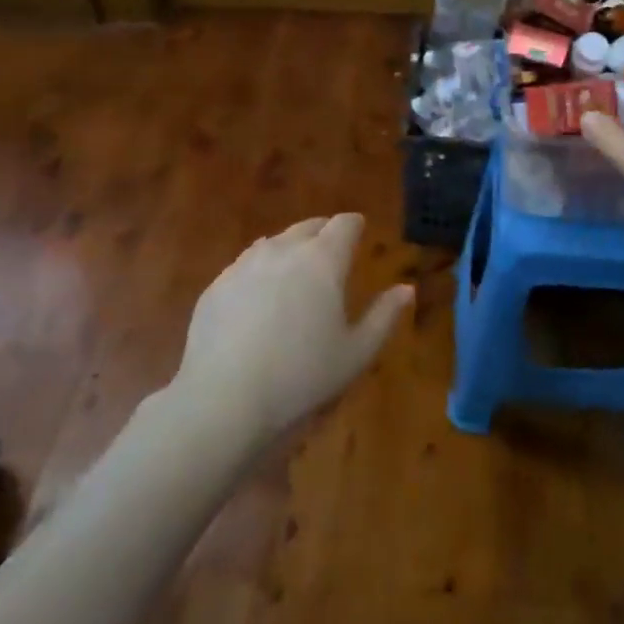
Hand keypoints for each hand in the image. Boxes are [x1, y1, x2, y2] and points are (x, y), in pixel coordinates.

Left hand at [174, 213, 412, 439]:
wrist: (223, 399)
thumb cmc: (301, 376)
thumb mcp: (356, 353)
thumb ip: (384, 316)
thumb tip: (406, 289)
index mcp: (323, 260)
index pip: (344, 224)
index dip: (354, 225)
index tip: (360, 231)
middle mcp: (284, 250)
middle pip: (308, 226)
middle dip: (324, 233)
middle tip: (332, 253)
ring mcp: (245, 264)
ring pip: (275, 243)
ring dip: (290, 249)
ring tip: (296, 273)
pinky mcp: (217, 285)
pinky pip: (245, 265)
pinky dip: (260, 271)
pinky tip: (259, 299)